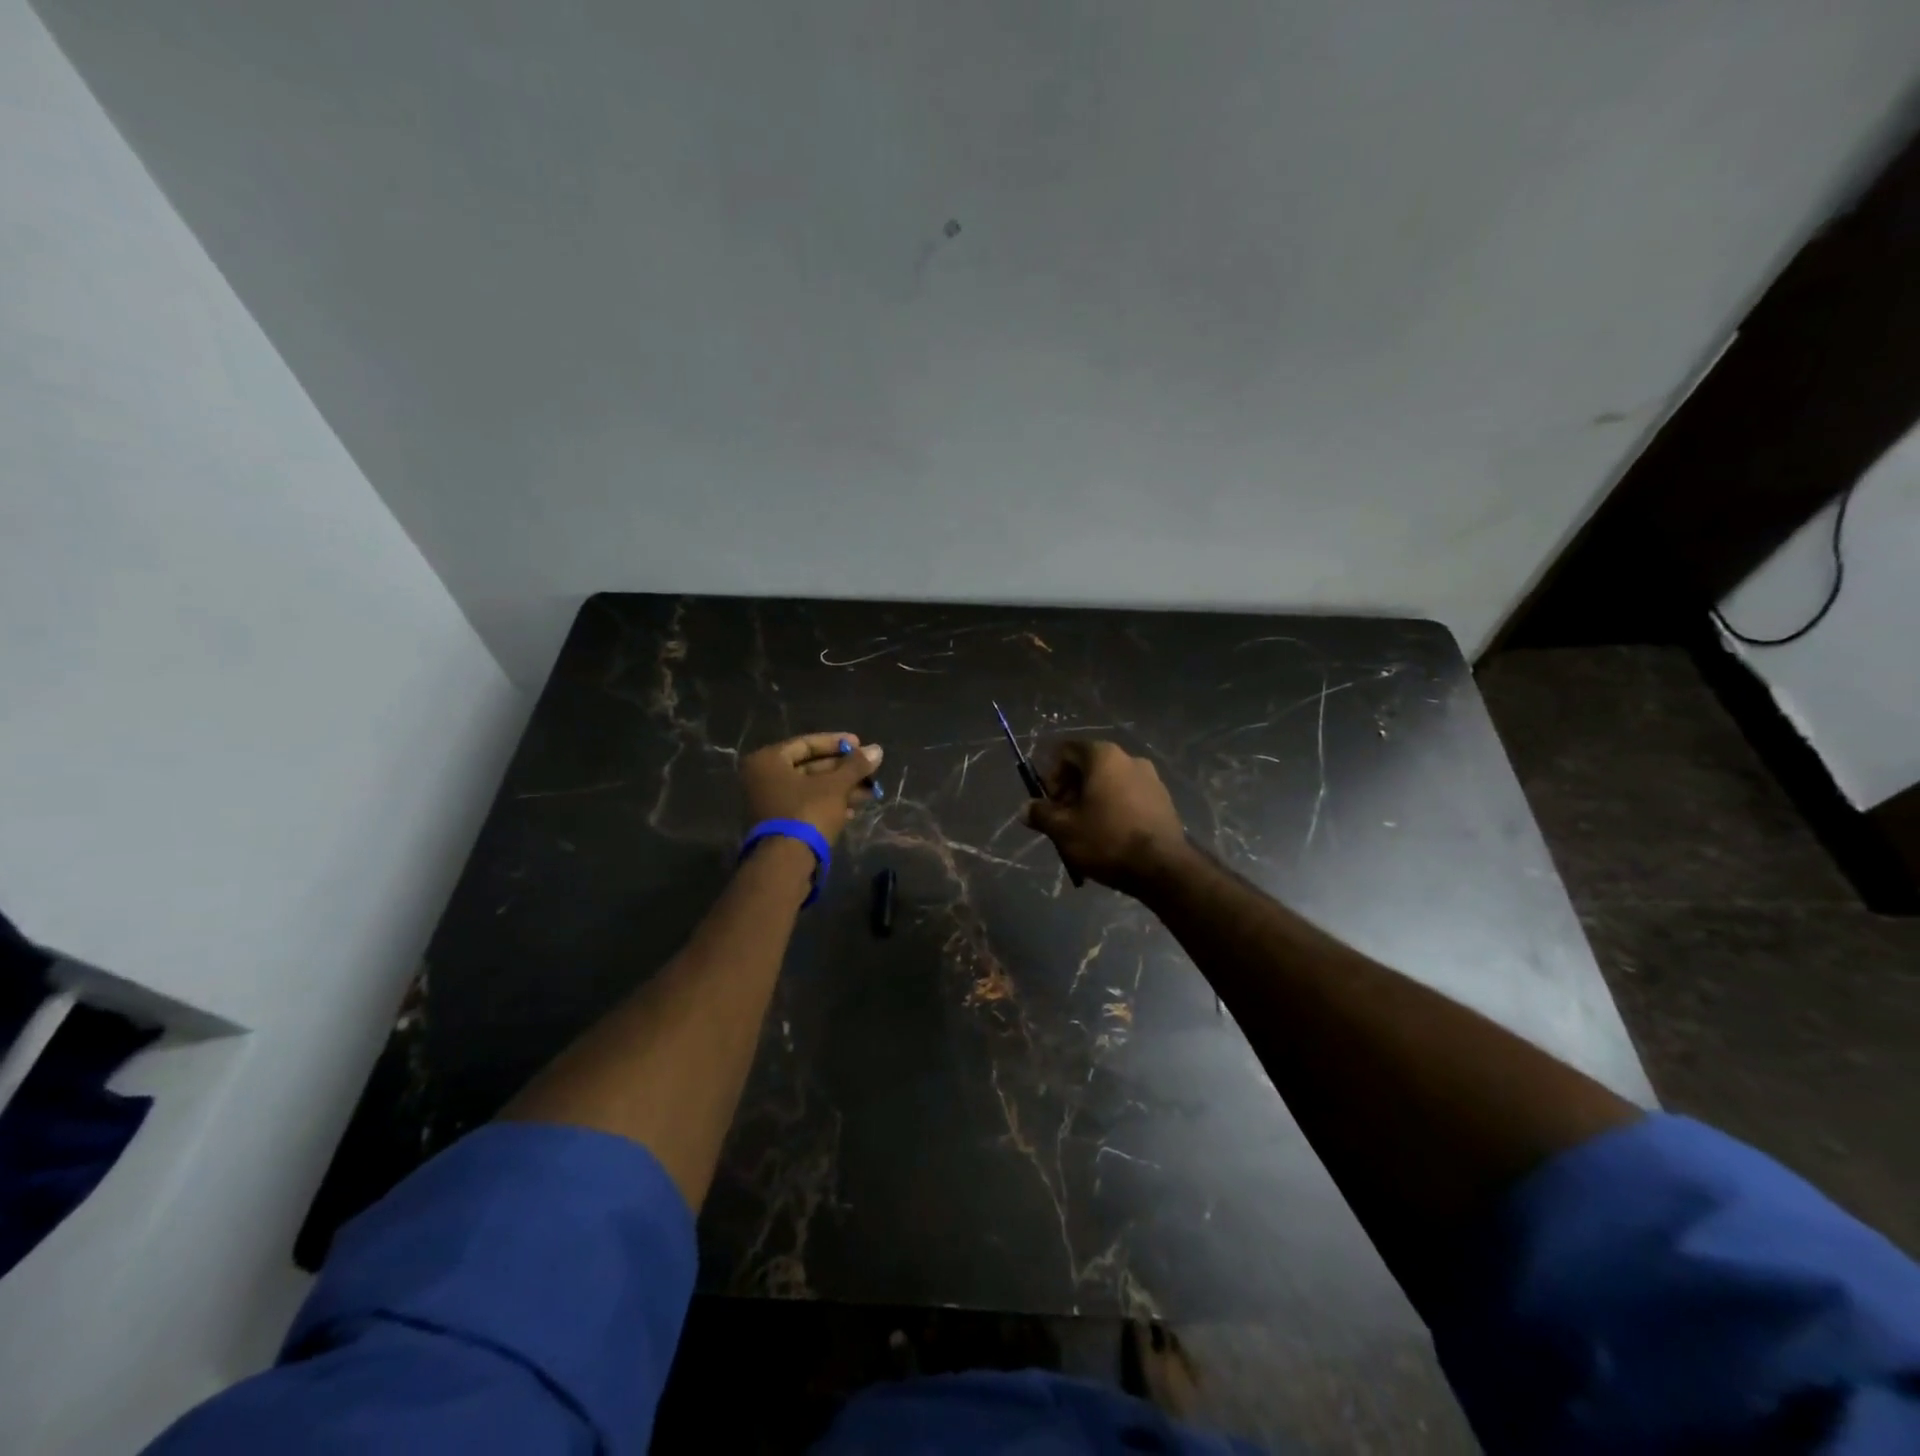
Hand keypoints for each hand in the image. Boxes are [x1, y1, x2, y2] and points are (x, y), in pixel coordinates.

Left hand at [740, 731, 883, 846]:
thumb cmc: (807, 813)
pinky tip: (853, 810)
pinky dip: (829, 805)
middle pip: (810, 767)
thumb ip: (855, 765)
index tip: (861, 746)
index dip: (836, 743)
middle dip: (843, 771)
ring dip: (841, 789)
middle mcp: (763, 779)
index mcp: (768, 761)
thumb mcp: (835, 786)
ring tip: (870, 793)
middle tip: (870, 772)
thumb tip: (877, 749)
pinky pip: (807, 806)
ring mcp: (770, 803)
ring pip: (811, 789)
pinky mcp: (780, 825)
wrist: (787, 864)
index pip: (806, 743)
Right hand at [1023, 741, 1190, 893]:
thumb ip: (1041, 814)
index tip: (1050, 803)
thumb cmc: (1107, 840)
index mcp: (1103, 757)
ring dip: (1092, 801)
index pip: (1066, 751)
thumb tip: (1025, 808)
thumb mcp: (1064, 829)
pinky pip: (1129, 797)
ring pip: (1110, 783)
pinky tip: (1111, 837)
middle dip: (1071, 791)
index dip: (1051, 775)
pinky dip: (1114, 809)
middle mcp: (1129, 759)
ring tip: (1086, 832)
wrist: (1163, 868)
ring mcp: (1151, 779)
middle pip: (1089, 767)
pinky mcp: (1164, 800)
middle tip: (1064, 820)